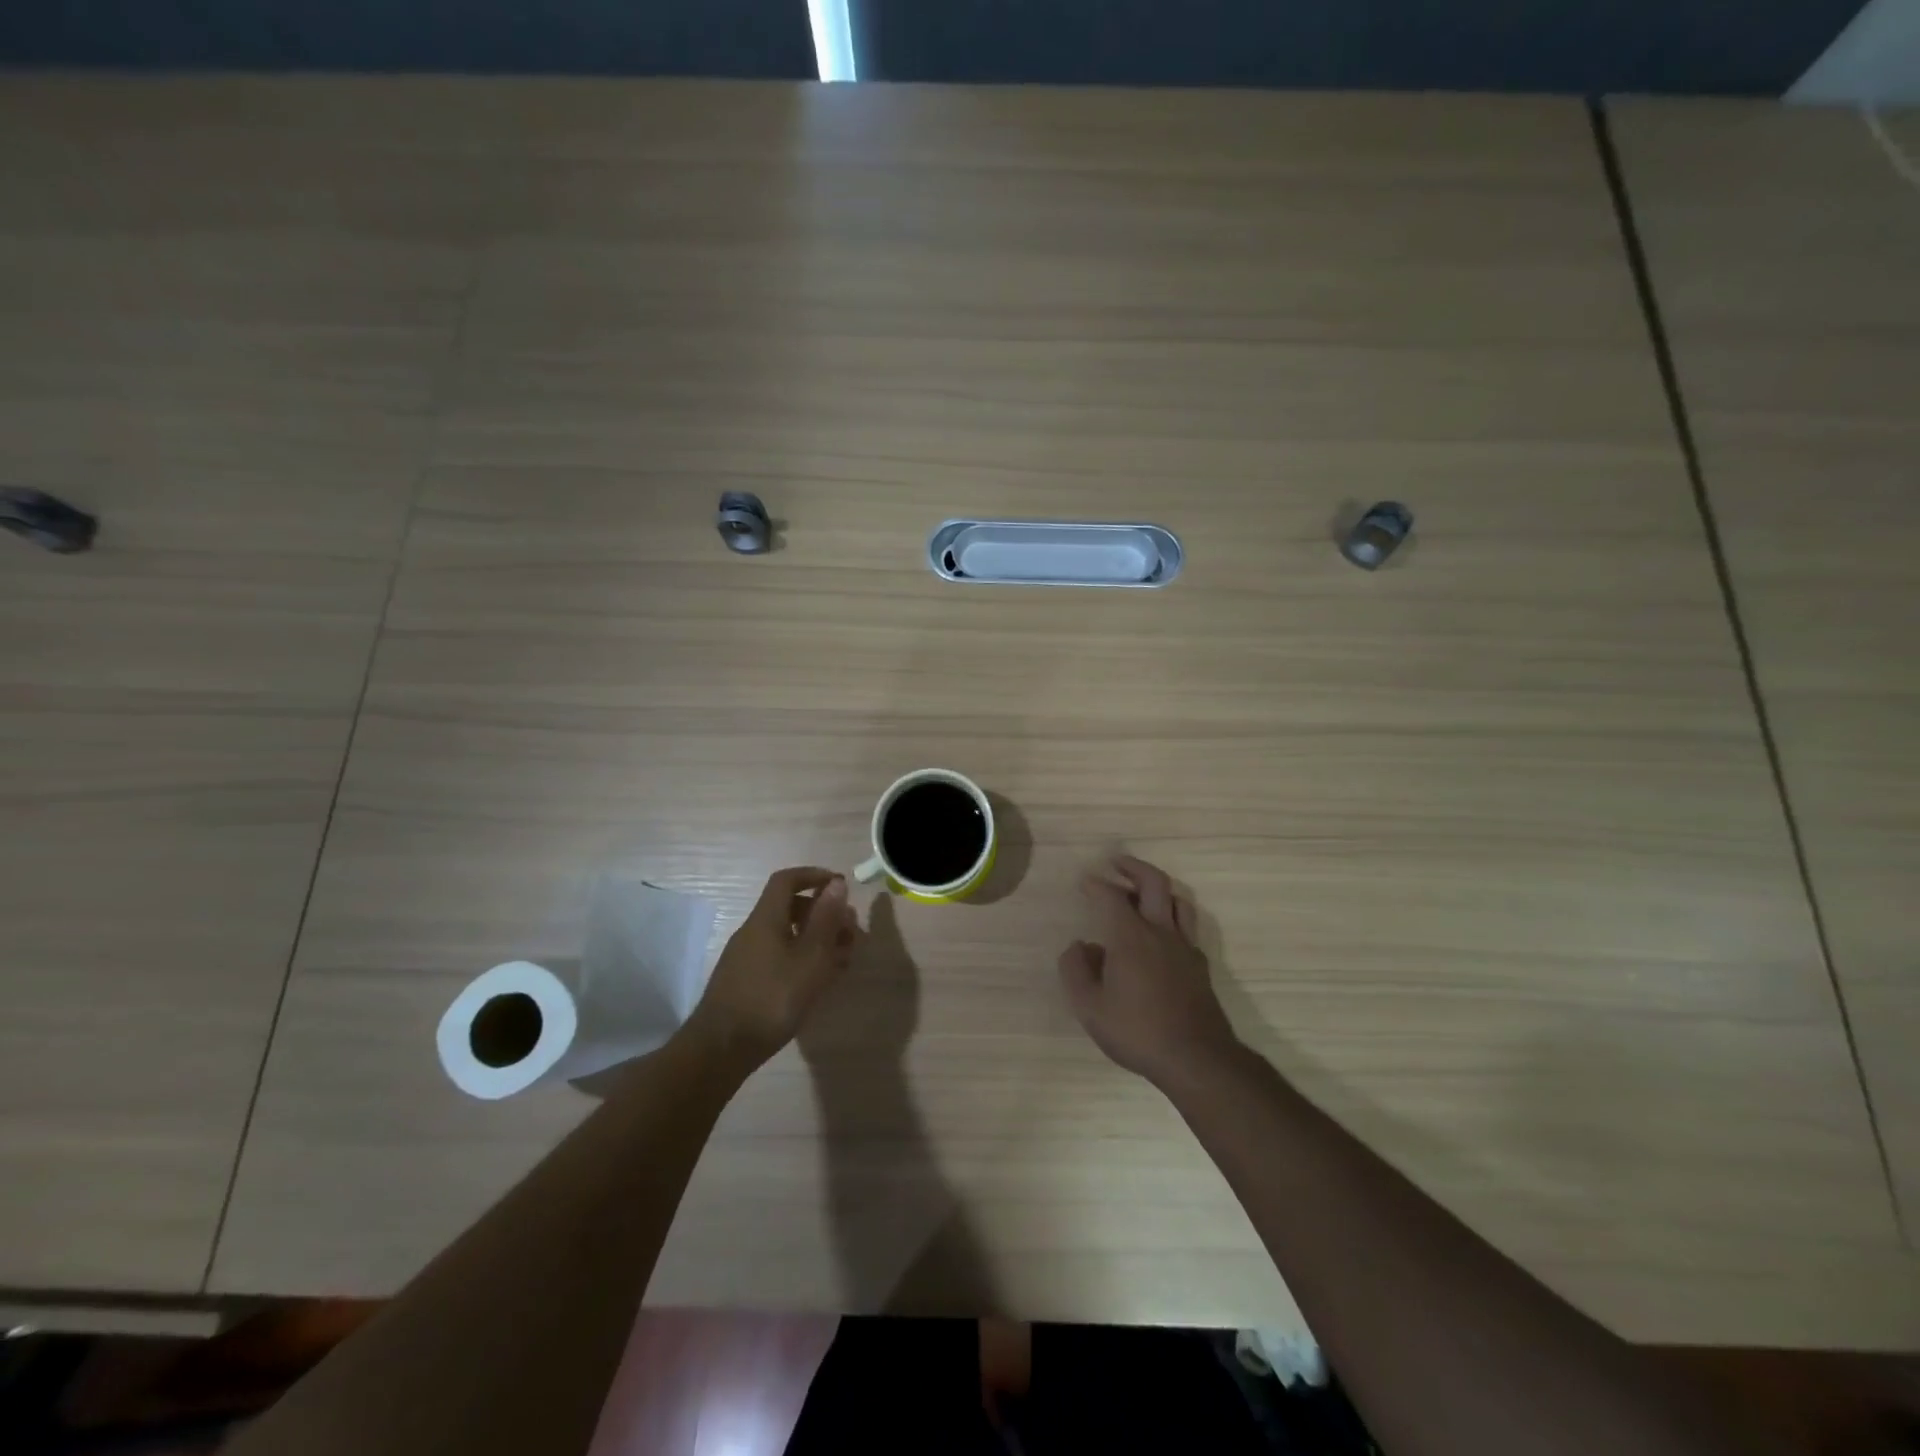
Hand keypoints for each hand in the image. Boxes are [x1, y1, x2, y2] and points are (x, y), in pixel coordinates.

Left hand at [687, 868, 858, 1072]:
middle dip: (823, 914)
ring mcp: (747, 958)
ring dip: (816, 939)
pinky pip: (780, 957)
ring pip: (787, 935)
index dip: (814, 876)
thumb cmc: (772, 999)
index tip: (840, 885)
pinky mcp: (746, 982)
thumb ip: (825, 920)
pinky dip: (803, 959)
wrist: (721, 1049)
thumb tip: (836, 884)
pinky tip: (819, 981)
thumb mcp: (810, 958)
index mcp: (766, 919)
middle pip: (789, 908)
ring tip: (843, 959)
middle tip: (850, 932)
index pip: (787, 881)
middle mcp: (753, 932)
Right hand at [1058, 855, 1240, 1088]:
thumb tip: (1079, 946)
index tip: (1084, 882)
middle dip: (1133, 867)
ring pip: (1178, 899)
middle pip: (1154, 882)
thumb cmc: (1137, 1031)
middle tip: (1116, 863)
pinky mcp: (1199, 965)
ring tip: (1141, 892)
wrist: (1196, 1058)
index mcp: (1131, 936)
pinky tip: (1161, 934)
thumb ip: (1075, 970)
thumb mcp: (1089, 1007)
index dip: (1096, 885)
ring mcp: (1185, 947)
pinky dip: (1171, 916)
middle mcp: (1161, 932)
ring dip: (1157, 888)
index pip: (1111, 896)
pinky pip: (1187, 926)